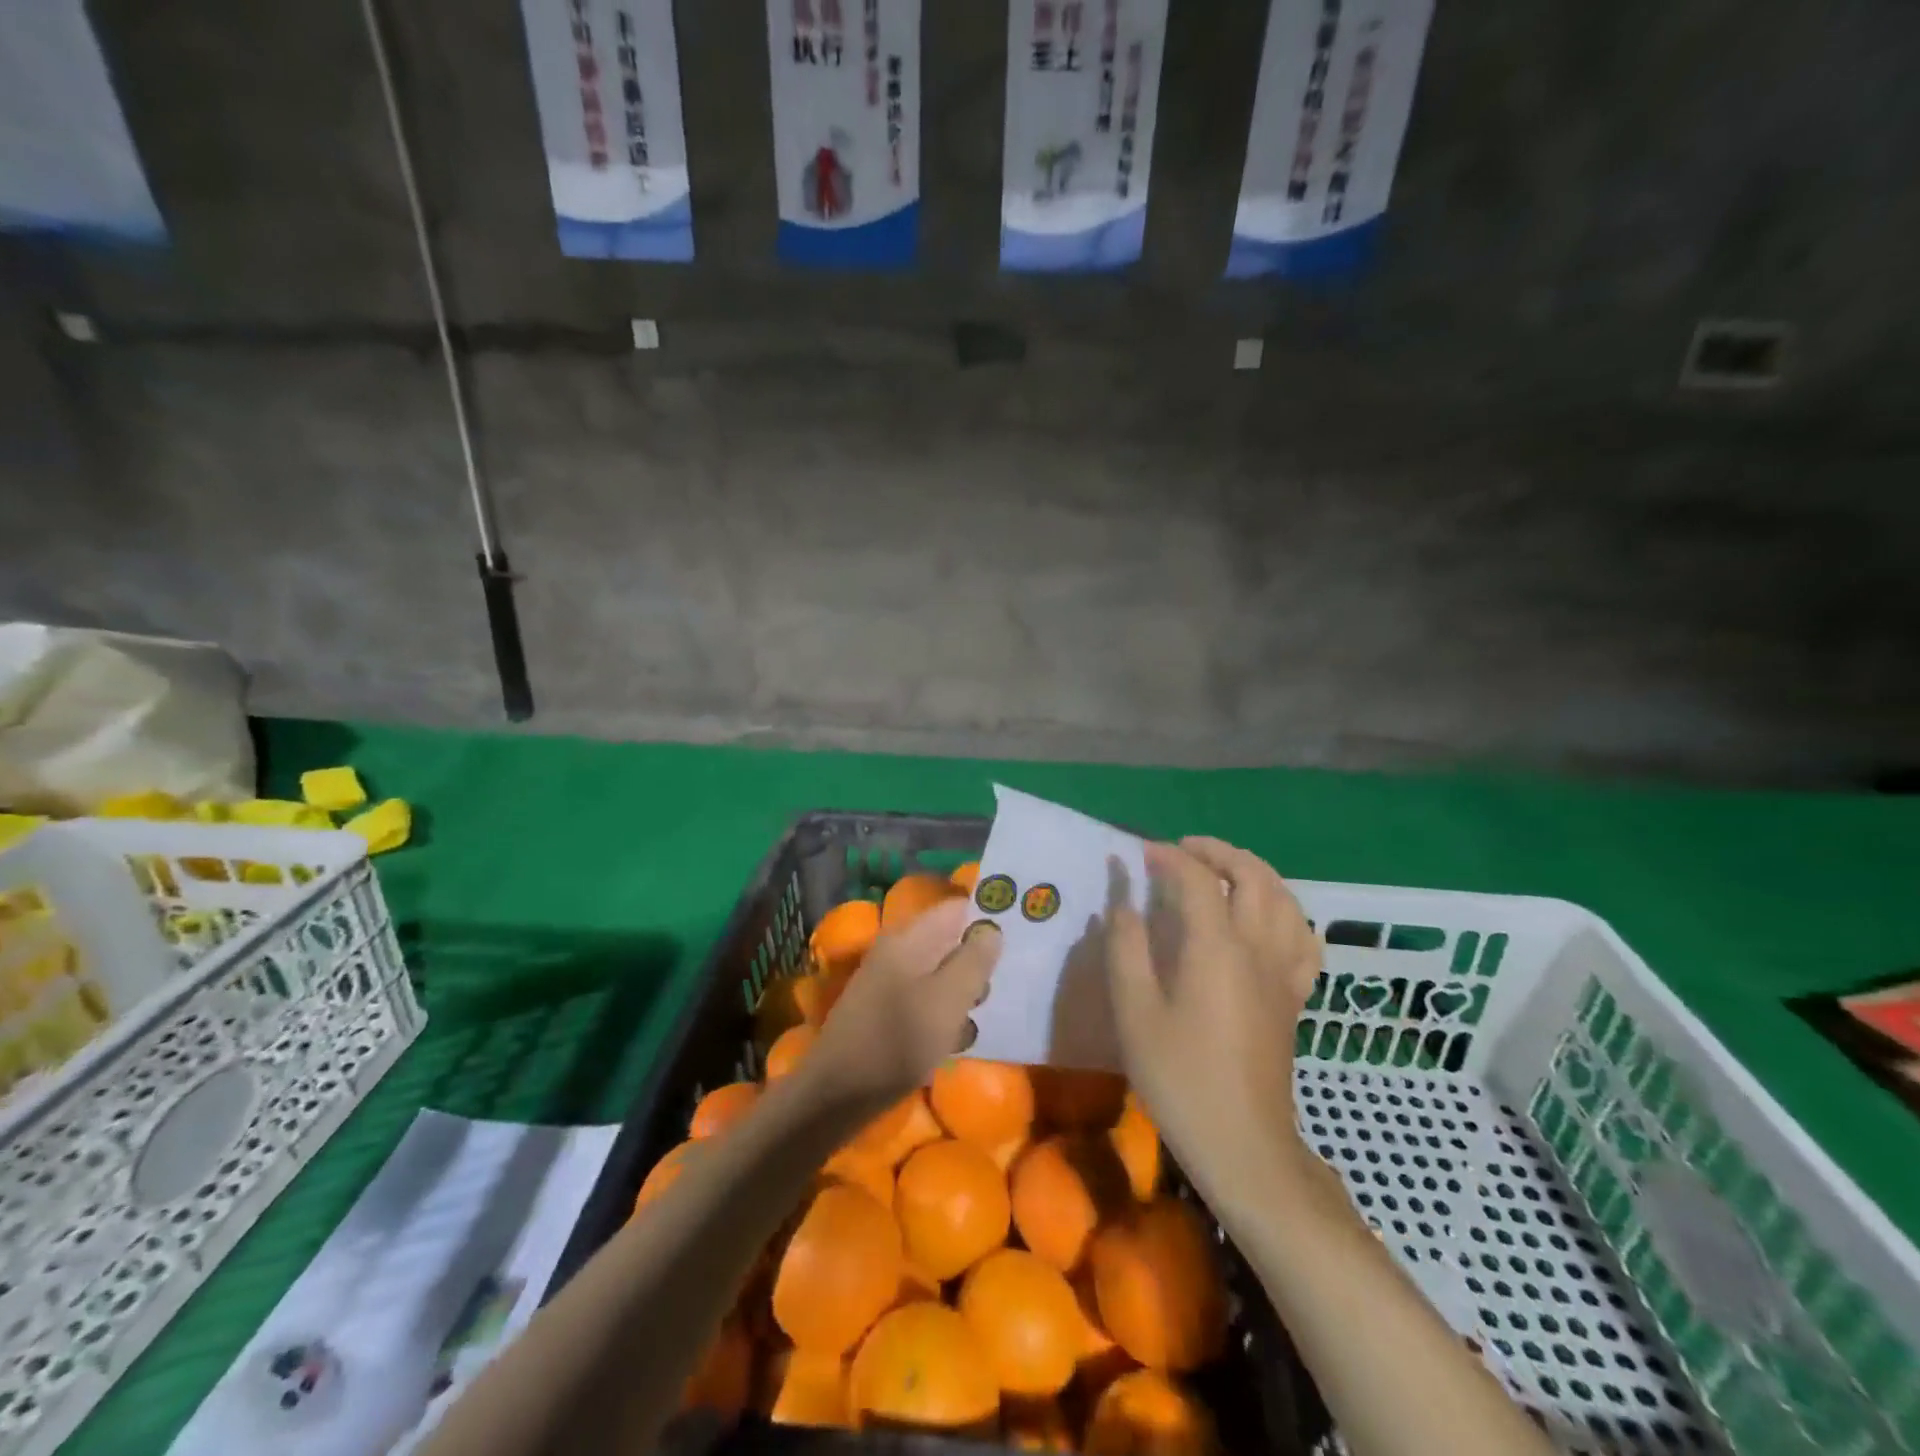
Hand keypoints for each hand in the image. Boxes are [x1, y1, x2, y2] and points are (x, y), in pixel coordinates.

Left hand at [802, 897, 1000, 1117]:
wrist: (837, 1094)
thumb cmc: (897, 1042)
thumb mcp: (947, 1000)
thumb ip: (974, 960)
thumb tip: (992, 929)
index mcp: (910, 938)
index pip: (957, 908)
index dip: (989, 917)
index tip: (1021, 937)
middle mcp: (898, 951)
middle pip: (950, 940)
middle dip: (980, 959)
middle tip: (1007, 983)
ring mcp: (890, 980)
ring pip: (941, 972)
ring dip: (965, 991)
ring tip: (983, 1015)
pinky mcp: (888, 1010)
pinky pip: (927, 998)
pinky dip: (945, 1012)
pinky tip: (958, 1037)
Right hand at [1102, 838, 1322, 1197]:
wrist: (1243, 1144)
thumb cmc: (1180, 1077)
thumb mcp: (1135, 1012)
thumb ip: (1126, 947)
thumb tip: (1123, 900)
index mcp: (1217, 947)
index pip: (1197, 880)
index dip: (1168, 858)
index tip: (1140, 854)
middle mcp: (1258, 948)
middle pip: (1253, 876)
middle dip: (1218, 852)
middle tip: (1183, 850)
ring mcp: (1283, 972)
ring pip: (1285, 899)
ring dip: (1254, 872)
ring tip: (1223, 872)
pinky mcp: (1294, 996)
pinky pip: (1303, 938)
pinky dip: (1285, 912)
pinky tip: (1266, 918)